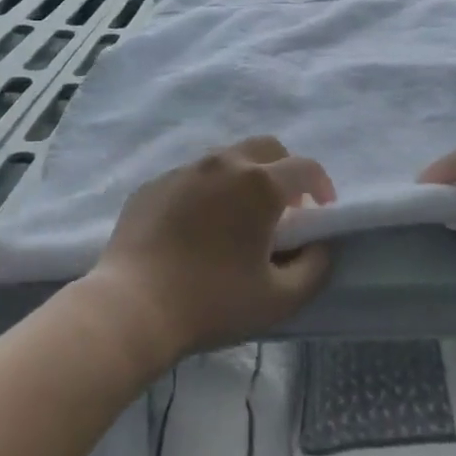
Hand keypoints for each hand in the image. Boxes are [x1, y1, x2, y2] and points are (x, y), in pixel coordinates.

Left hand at [82, 136, 335, 372]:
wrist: (132, 307)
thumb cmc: (213, 302)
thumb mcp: (280, 298)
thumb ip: (314, 267)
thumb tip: (319, 245)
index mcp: (260, 184)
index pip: (305, 168)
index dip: (322, 185)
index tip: (321, 210)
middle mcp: (224, 164)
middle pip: (266, 149)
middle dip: (284, 171)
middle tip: (284, 208)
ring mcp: (184, 170)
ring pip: (226, 159)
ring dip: (244, 178)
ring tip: (238, 217)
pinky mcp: (153, 184)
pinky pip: (191, 177)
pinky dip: (207, 191)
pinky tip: (197, 227)